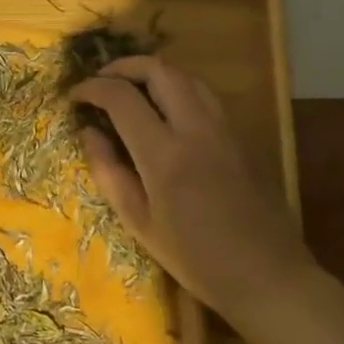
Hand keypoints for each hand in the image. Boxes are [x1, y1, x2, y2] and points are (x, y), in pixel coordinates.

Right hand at [70, 56, 312, 320]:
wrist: (268, 276)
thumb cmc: (195, 257)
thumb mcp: (139, 223)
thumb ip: (109, 172)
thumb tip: (89, 132)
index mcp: (165, 155)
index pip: (121, 97)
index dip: (92, 88)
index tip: (75, 97)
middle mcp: (197, 129)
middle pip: (159, 70)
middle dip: (123, 67)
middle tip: (102, 82)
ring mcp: (225, 128)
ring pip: (186, 76)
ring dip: (153, 73)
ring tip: (132, 90)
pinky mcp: (242, 135)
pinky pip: (205, 94)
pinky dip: (178, 88)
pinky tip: (166, 111)